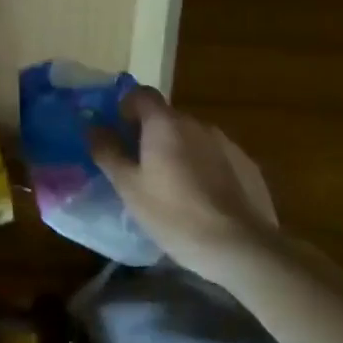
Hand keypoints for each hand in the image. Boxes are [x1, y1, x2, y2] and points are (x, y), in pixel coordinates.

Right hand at [87, 87, 281, 275]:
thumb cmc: (173, 213)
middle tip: (139, 167)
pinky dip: (203, 167)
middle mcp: (197, 124)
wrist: (241, 248)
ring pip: (192, 138)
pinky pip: (215, 156)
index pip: (141, 94)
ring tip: (172, 186)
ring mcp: (227, 144)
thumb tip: (94, 126)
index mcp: (165, 123)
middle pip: (166, 117)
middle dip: (150, 134)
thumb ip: (108, 151)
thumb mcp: (128, 186)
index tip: (119, 134)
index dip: (126, 108)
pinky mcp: (248, 166)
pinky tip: (202, 199)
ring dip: (178, 151)